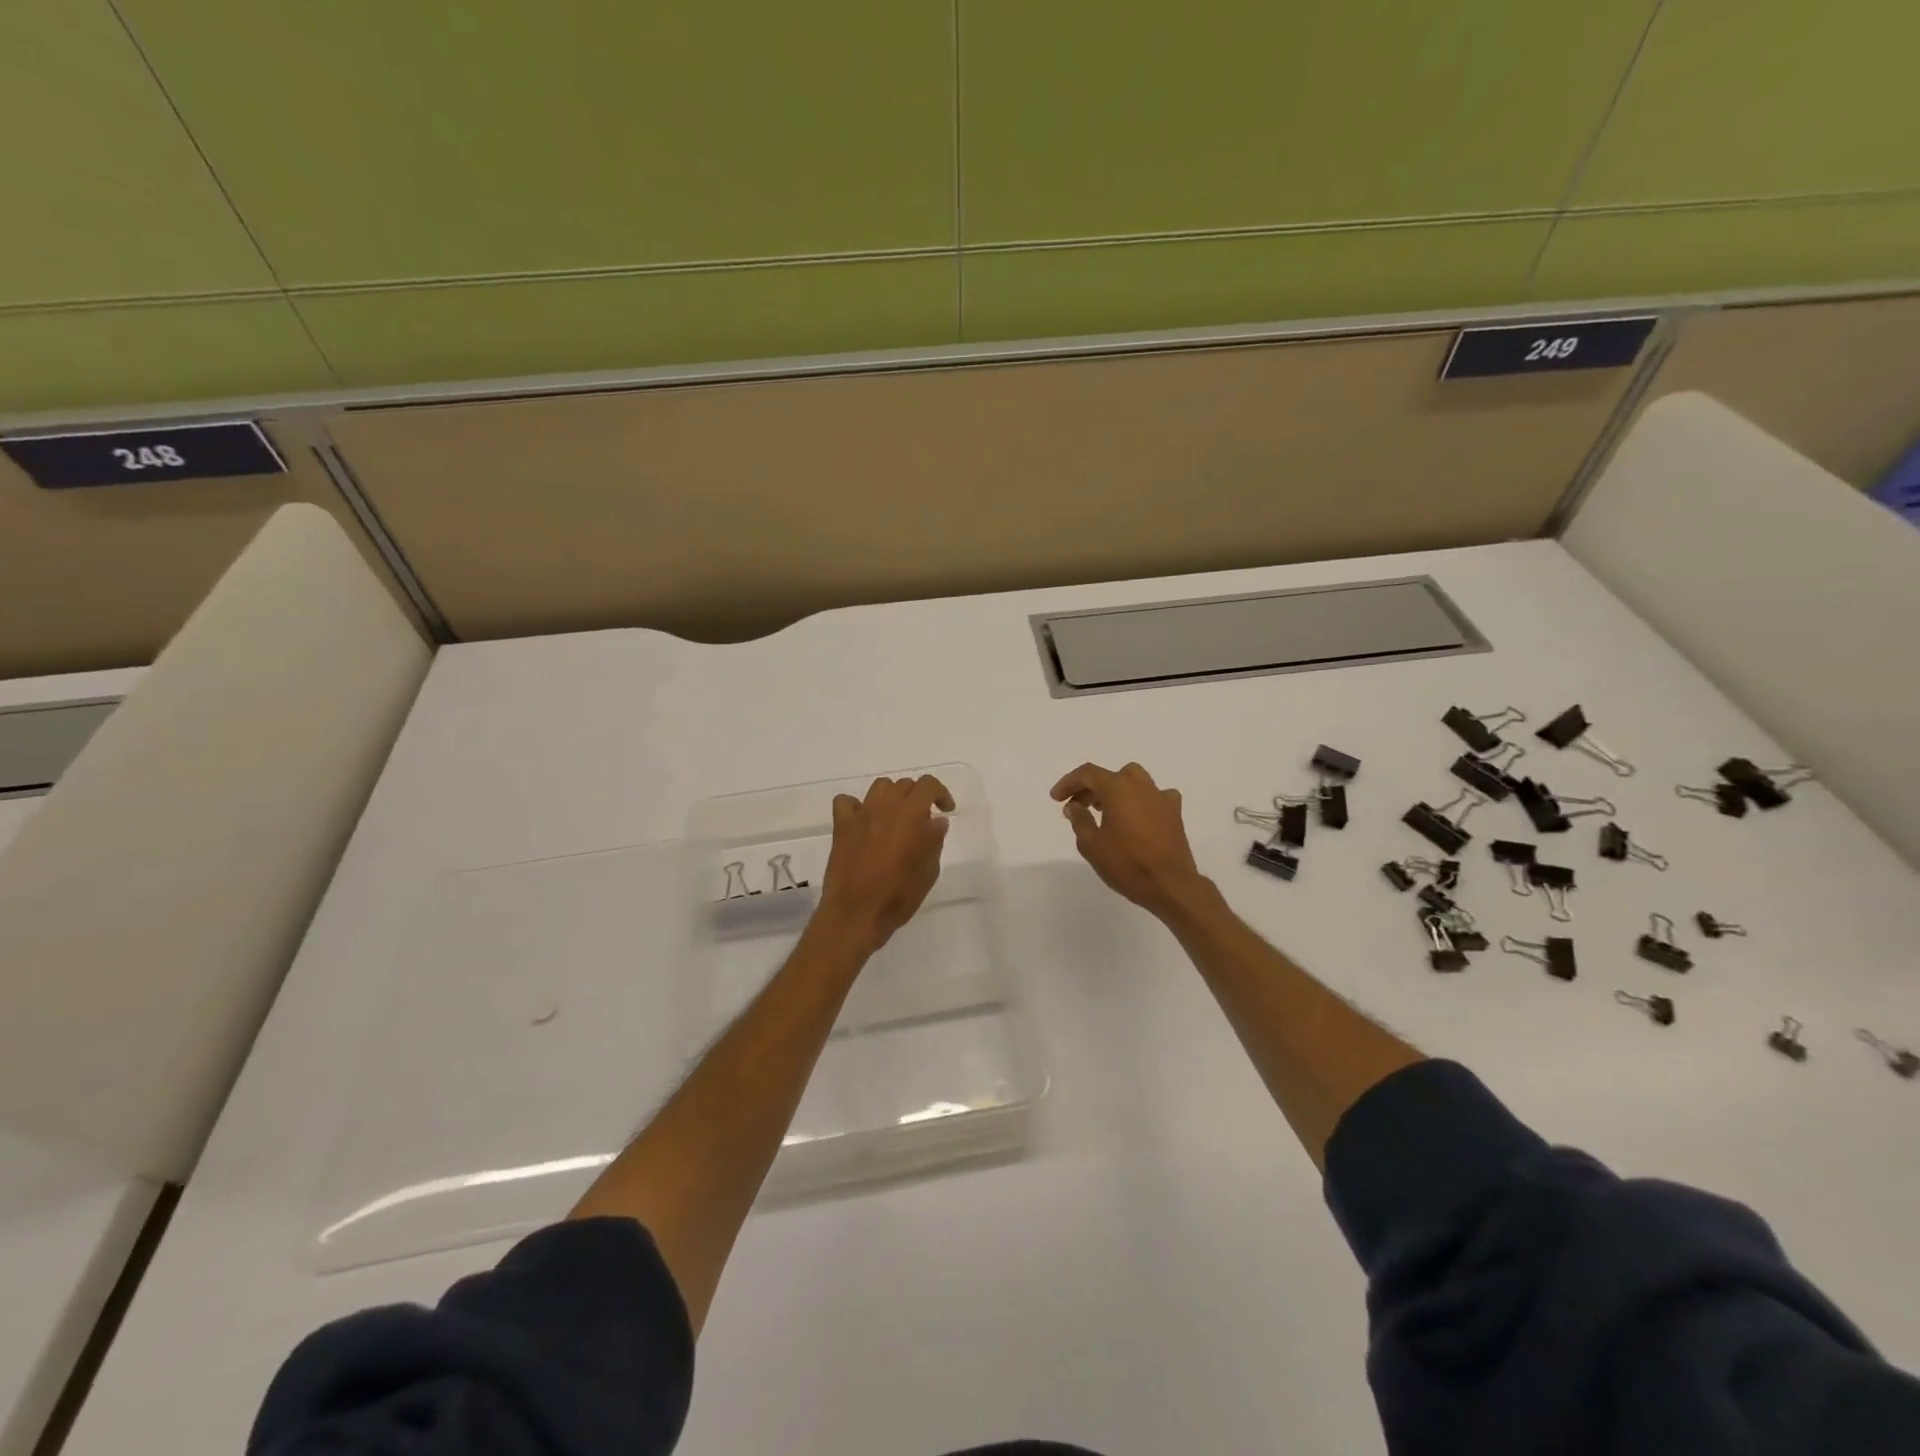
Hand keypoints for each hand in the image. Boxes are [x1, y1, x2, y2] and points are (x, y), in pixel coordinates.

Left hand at [817, 775, 954, 952]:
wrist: (856, 913)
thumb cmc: (898, 896)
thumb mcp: (928, 872)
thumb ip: (934, 841)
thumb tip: (937, 821)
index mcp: (910, 815)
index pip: (927, 785)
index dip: (940, 793)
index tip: (946, 810)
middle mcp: (885, 808)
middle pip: (904, 785)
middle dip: (918, 797)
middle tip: (923, 819)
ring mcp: (860, 815)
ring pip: (879, 787)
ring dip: (892, 796)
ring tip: (896, 816)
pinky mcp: (841, 827)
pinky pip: (846, 802)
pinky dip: (857, 806)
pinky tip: (864, 821)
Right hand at [1051, 761, 1208, 916]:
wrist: (1170, 885)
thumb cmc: (1126, 864)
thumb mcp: (1091, 845)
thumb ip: (1080, 820)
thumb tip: (1075, 806)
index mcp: (1117, 788)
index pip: (1087, 774)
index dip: (1068, 783)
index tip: (1056, 799)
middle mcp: (1140, 785)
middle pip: (1111, 776)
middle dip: (1091, 788)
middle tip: (1078, 806)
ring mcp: (1160, 797)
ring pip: (1134, 781)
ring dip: (1116, 791)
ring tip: (1105, 811)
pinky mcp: (1174, 812)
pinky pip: (1154, 796)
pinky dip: (1141, 801)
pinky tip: (1136, 817)